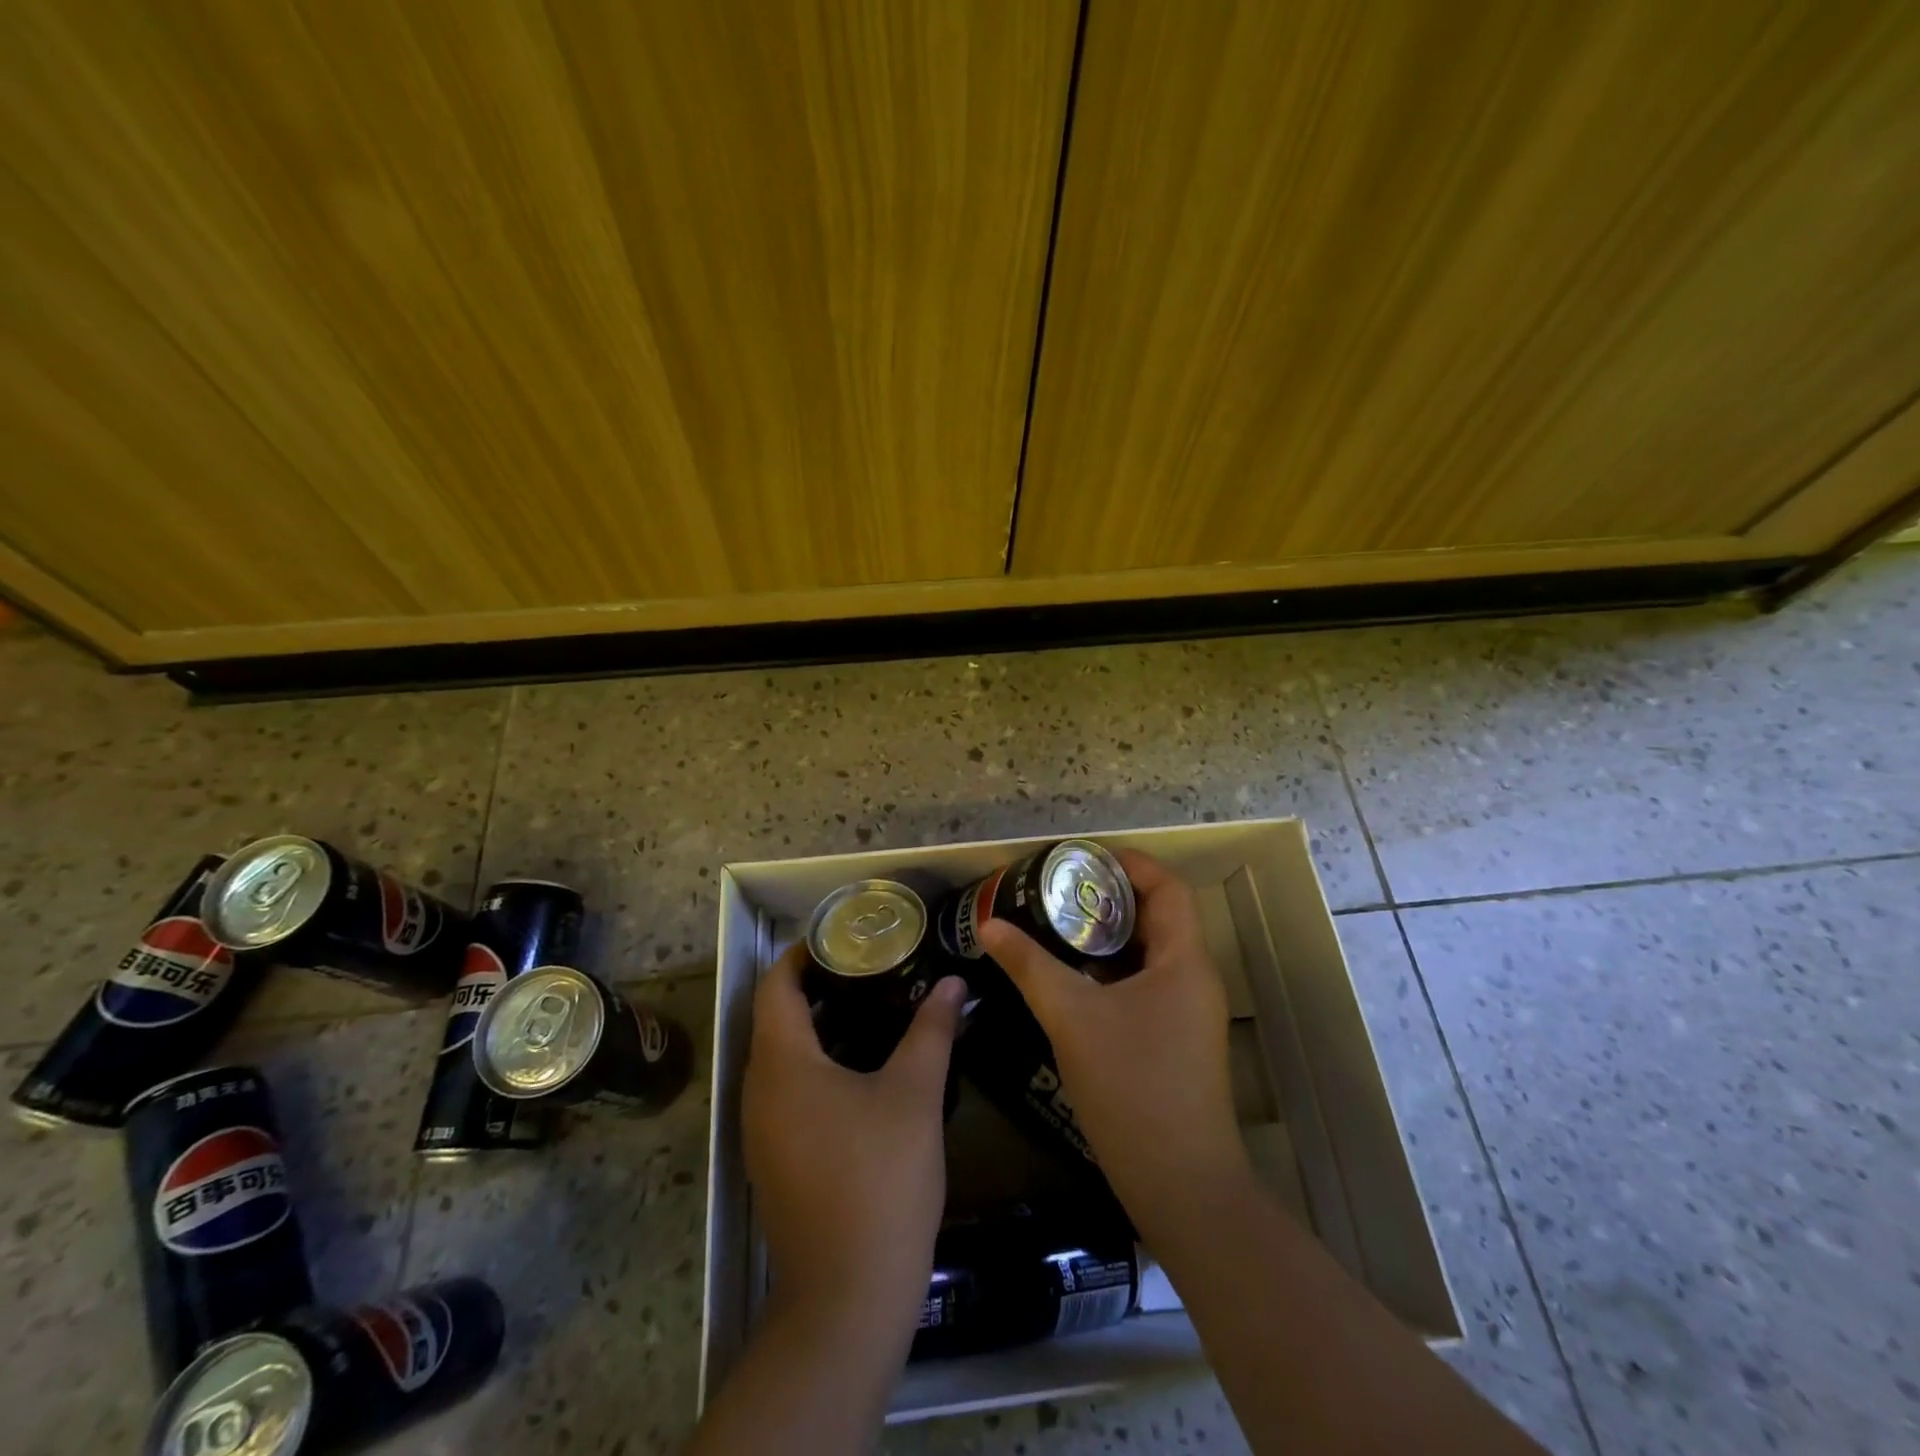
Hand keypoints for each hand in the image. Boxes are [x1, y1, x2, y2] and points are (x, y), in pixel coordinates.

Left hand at [742, 944, 966, 1340]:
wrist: (847, 1298)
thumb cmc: (879, 1181)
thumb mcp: (915, 1094)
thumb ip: (932, 1030)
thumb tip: (953, 983)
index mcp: (782, 1065)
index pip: (774, 986)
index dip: (803, 954)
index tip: (844, 938)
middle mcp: (758, 1091)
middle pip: (776, 1018)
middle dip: (817, 987)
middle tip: (869, 968)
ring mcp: (761, 1130)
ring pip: (782, 1057)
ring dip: (819, 1027)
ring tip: (873, 1008)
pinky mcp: (775, 1159)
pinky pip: (788, 1090)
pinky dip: (817, 1064)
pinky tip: (863, 1070)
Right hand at [976, 850, 1248, 1235]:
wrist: (1181, 1187)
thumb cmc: (1132, 1088)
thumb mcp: (1072, 1017)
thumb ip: (1029, 965)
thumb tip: (990, 925)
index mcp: (1184, 961)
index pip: (1168, 887)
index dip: (1129, 864)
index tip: (1082, 859)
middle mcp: (1193, 979)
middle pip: (1157, 917)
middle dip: (1108, 899)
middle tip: (1057, 892)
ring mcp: (1188, 1014)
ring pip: (1148, 955)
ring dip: (1106, 938)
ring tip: (1055, 928)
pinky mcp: (1175, 1041)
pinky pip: (1144, 986)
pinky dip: (1110, 972)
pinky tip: (1070, 981)